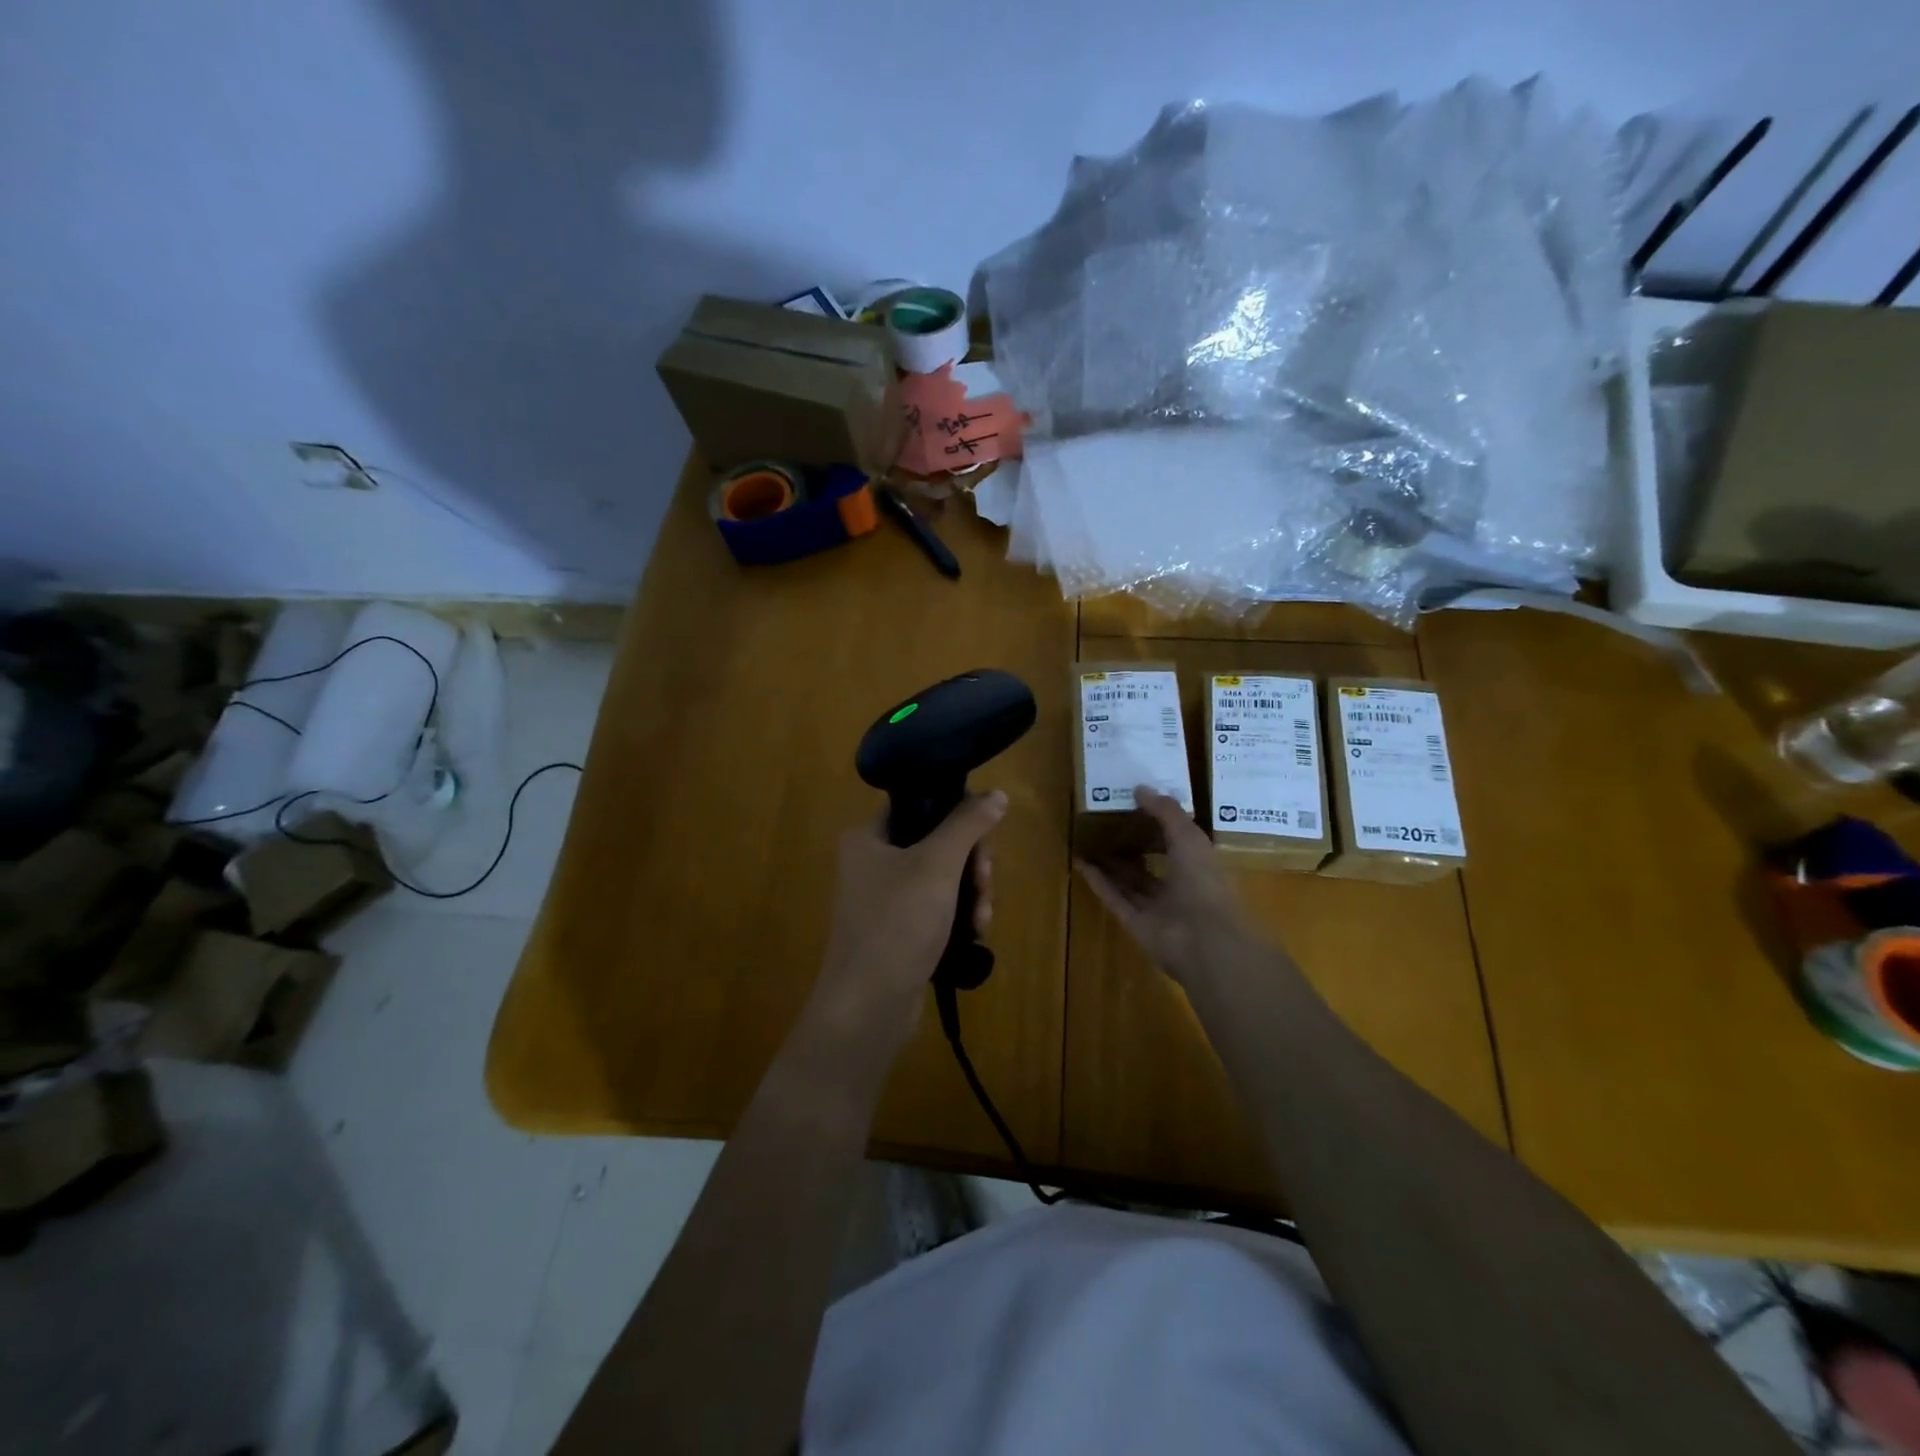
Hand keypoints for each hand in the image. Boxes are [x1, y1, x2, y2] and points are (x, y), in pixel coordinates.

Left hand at [808, 791, 1006, 1049]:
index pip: (920, 804)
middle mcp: (873, 862)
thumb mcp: (936, 865)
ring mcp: (886, 900)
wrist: (868, 1007)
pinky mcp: (899, 931)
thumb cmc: (897, 923)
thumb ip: (967, 823)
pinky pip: (938, 908)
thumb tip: (996, 793)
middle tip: (983, 884)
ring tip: (980, 920)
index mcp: (869, 837)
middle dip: (971, 865)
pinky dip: (959, 917)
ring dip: (971, 894)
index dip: (957, 814)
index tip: (982, 839)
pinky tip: (974, 935)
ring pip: (944, 878)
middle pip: (938, 843)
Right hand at [1077, 786, 1258, 986]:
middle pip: (1150, 862)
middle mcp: (1179, 886)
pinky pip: (1114, 898)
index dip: (1159, 823)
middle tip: (1107, 821)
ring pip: (1129, 881)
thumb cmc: (1203, 882)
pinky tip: (1080, 862)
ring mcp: (1157, 908)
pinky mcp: (1136, 924)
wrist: (1203, 940)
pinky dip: (1098, 882)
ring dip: (1110, 862)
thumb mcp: (1188, 836)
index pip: (1177, 840)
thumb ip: (1166, 812)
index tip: (1136, 804)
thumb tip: (1140, 788)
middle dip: (1132, 844)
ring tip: (1088, 839)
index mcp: (1199, 865)